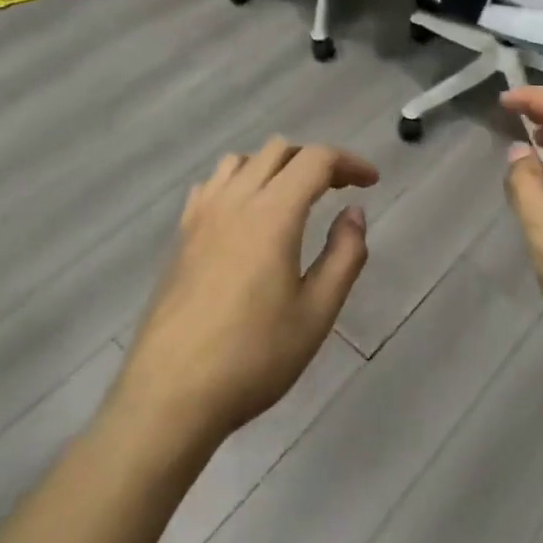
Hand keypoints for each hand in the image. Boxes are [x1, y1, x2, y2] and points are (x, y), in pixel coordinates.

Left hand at [109, 137, 377, 456]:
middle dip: (314, 160)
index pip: (316, 159)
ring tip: (293, 198)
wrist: (171, 393)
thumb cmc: (253, 357)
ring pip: (241, 160)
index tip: (371, 183)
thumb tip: (353, 212)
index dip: (349, 162)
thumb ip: (344, 255)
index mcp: (273, 213)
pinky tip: (245, 215)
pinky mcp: (180, 235)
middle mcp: (235, 200)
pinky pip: (211, 184)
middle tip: (338, 190)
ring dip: (274, 166)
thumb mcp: (316, 313)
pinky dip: (238, 182)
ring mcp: (201, 215)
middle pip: (278, 149)